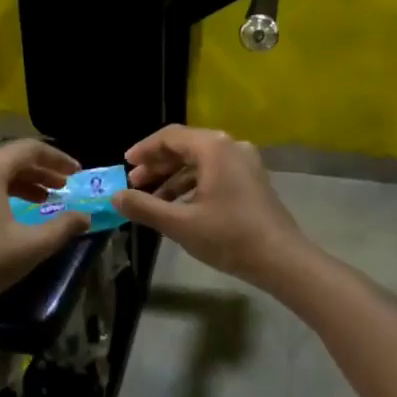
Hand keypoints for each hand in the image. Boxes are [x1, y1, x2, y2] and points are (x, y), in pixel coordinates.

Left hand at [0, 141, 89, 322]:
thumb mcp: (31, 247)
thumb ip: (63, 227)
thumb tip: (85, 216)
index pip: (30, 149)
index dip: (58, 159)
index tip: (78, 173)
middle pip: (12, 158)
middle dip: (42, 171)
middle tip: (66, 186)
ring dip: (24, 182)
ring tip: (47, 200)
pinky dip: (4, 192)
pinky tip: (17, 212)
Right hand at [111, 126, 313, 289]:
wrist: (282, 259)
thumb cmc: (228, 236)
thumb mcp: (180, 223)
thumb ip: (144, 206)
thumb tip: (115, 197)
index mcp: (213, 147)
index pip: (169, 137)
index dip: (144, 150)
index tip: (125, 166)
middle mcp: (230, 146)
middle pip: (185, 146)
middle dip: (157, 164)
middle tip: (135, 184)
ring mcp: (245, 162)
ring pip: (200, 160)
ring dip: (173, 176)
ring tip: (152, 198)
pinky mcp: (252, 179)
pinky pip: (215, 171)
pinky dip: (193, 183)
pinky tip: (179, 205)